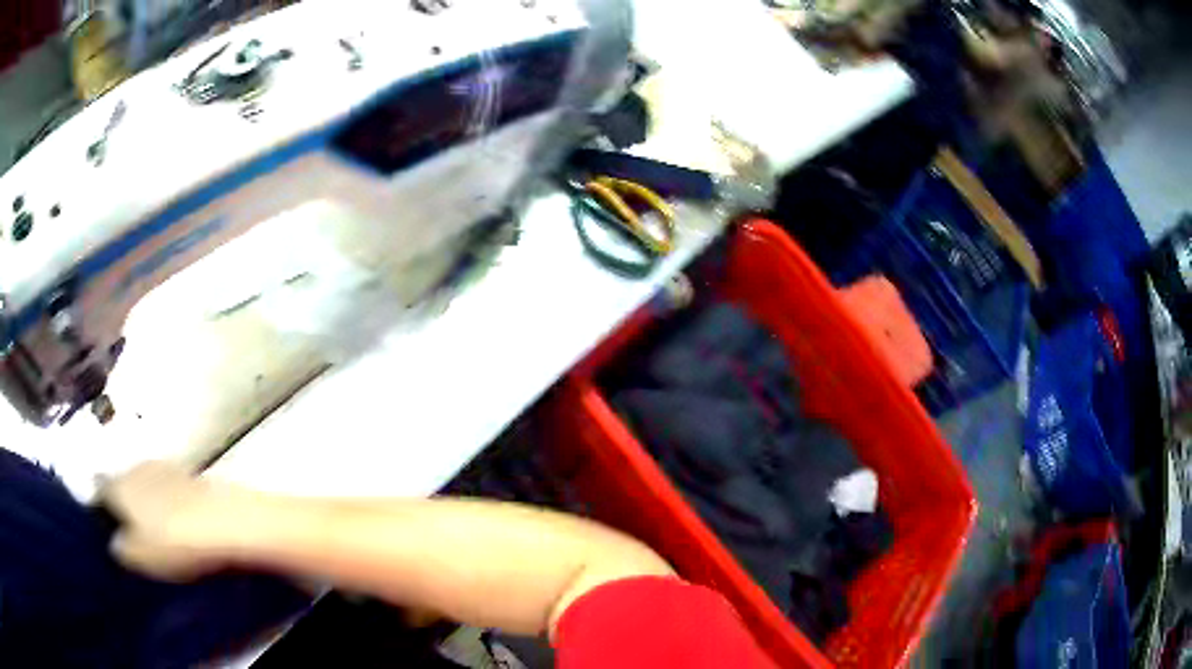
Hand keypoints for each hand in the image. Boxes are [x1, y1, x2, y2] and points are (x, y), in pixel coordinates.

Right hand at [98, 461, 259, 580]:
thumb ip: (121, 549)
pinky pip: (170, 490)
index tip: (108, 530)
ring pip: (146, 485)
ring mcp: (163, 467)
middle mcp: (135, 467)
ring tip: (158, 532)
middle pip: (123, 485)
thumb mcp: (140, 556)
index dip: (102, 510)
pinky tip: (180, 523)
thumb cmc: (173, 541)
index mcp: (118, 484)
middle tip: (134, 535)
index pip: (100, 491)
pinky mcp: (189, 475)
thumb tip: (114, 542)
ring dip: (148, 503)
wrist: (224, 520)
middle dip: (126, 505)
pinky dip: (170, 504)